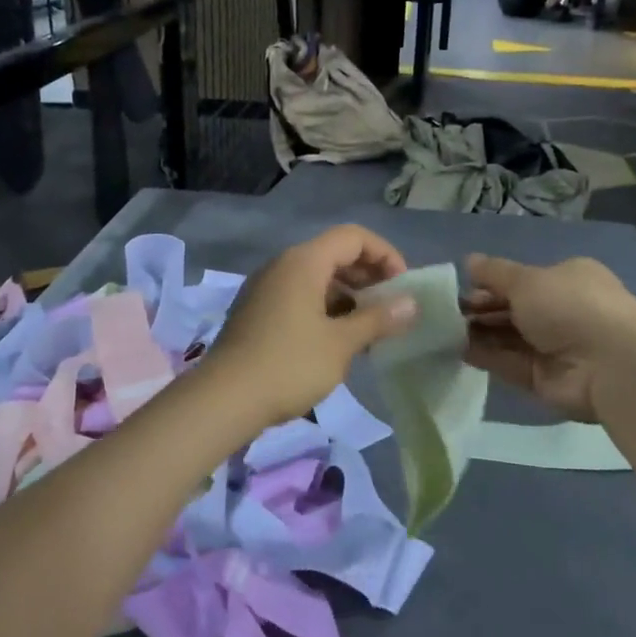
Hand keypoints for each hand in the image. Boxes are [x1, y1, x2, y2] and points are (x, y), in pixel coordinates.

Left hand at [207, 225, 416, 429]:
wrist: (224, 399)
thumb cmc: (288, 365)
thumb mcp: (341, 344)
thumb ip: (378, 319)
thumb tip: (411, 303)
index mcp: (303, 262)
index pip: (354, 237)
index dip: (385, 254)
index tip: (402, 286)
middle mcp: (282, 265)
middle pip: (335, 254)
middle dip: (368, 276)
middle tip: (391, 307)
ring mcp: (266, 288)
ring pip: (317, 278)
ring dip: (348, 295)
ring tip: (369, 328)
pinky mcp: (257, 311)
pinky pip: (299, 296)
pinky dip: (325, 308)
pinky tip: (338, 340)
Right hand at [461, 254, 635, 421]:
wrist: (611, 365)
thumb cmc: (570, 306)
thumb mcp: (527, 280)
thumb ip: (494, 274)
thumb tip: (468, 261)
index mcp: (567, 279)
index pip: (521, 280)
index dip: (490, 284)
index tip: (460, 289)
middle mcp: (562, 311)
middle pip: (512, 309)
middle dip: (480, 310)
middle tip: (444, 313)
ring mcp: (554, 347)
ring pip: (507, 337)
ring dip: (478, 333)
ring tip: (442, 331)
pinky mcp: (544, 378)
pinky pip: (509, 363)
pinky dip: (485, 356)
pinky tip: (456, 350)